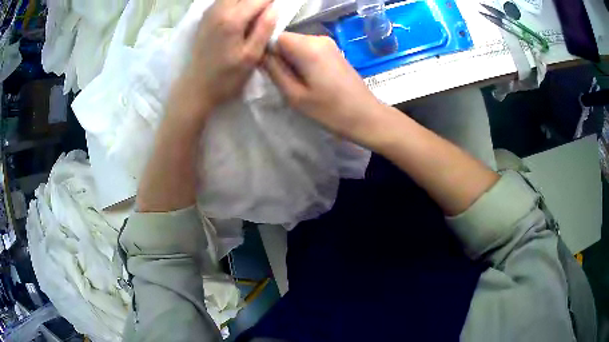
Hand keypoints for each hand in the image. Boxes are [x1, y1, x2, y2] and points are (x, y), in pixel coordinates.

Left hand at [170, 0, 276, 124]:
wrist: (196, 87)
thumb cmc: (226, 77)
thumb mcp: (251, 56)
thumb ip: (265, 28)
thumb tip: (276, 7)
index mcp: (233, 19)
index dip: (273, 1)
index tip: (281, 6)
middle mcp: (219, 10)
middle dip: (259, 0)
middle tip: (268, 10)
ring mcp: (209, 13)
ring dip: (247, 1)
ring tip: (256, 12)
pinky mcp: (205, 17)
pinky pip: (223, 1)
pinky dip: (235, 3)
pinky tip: (241, 12)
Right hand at [263, 32, 392, 146]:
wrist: (365, 116)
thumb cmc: (329, 110)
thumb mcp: (294, 95)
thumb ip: (274, 70)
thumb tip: (260, 54)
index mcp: (308, 46)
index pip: (275, 36)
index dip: (265, 51)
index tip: (266, 70)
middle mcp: (318, 38)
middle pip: (286, 39)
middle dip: (278, 56)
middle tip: (282, 81)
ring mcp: (328, 43)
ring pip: (296, 45)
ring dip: (289, 60)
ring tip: (296, 83)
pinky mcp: (333, 50)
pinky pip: (308, 49)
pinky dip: (301, 60)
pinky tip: (308, 79)